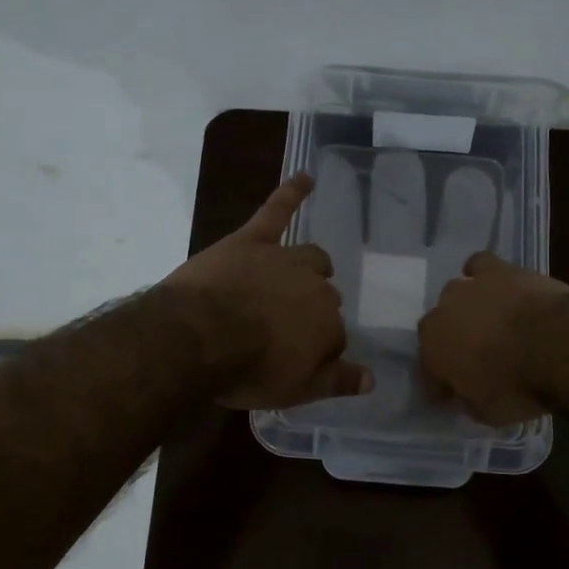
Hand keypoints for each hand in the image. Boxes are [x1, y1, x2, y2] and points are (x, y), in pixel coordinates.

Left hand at [161, 175, 373, 409]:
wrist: (197, 336)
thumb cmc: (246, 369)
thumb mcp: (294, 391)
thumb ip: (335, 382)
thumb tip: (371, 380)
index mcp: (328, 325)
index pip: (334, 338)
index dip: (317, 351)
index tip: (297, 361)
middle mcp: (315, 288)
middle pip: (325, 298)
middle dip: (313, 313)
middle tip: (287, 331)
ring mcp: (284, 260)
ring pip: (311, 258)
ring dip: (313, 268)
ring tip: (307, 276)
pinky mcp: (253, 241)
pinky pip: (277, 211)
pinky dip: (292, 193)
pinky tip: (305, 177)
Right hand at [418, 252, 568, 425]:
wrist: (557, 344)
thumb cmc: (518, 386)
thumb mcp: (488, 413)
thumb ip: (468, 399)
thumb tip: (465, 393)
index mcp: (432, 351)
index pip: (427, 370)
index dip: (440, 384)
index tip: (454, 395)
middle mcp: (441, 314)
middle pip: (439, 329)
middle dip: (452, 343)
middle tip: (475, 359)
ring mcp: (468, 287)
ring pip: (456, 295)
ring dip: (467, 309)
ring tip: (489, 322)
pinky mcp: (497, 269)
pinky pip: (479, 265)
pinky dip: (482, 275)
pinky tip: (496, 286)